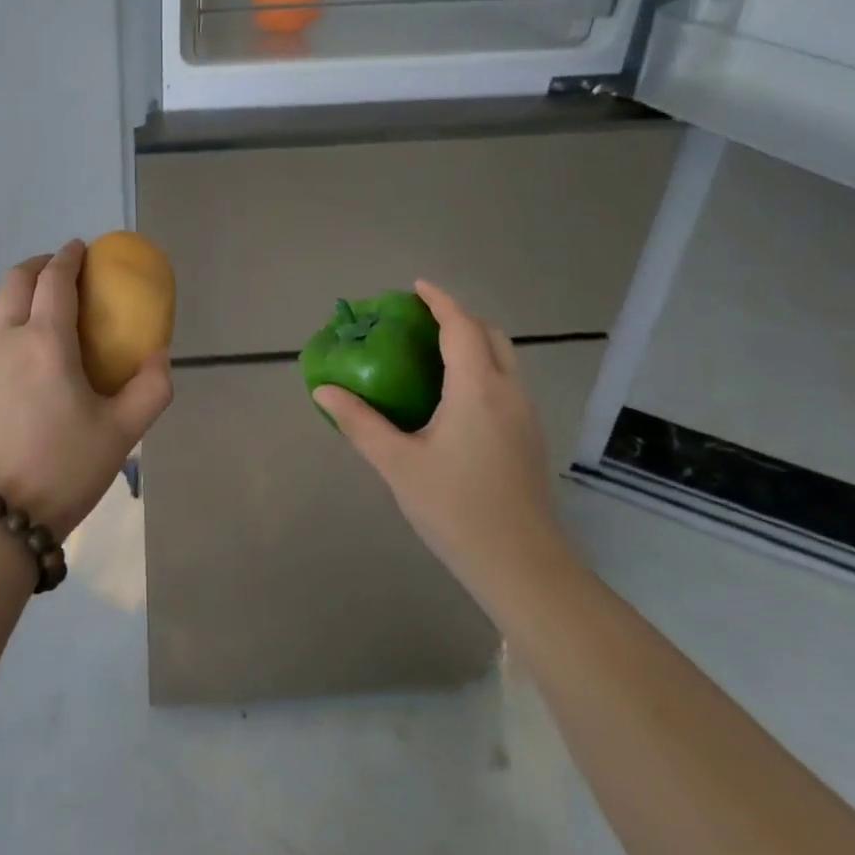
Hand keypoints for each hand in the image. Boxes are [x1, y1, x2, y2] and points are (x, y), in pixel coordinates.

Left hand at [0, 241, 173, 539]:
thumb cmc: (64, 468)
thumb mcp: (122, 432)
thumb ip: (151, 388)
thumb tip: (160, 356)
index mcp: (45, 342)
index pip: (54, 280)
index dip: (69, 257)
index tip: (82, 248)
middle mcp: (7, 340)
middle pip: (16, 281)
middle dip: (40, 265)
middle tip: (64, 270)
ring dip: (20, 289)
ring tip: (46, 302)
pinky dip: (10, 316)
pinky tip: (29, 346)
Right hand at [314, 279, 576, 607]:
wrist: (524, 568)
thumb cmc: (457, 510)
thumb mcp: (398, 465)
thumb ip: (360, 422)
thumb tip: (324, 389)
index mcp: (477, 390)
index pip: (461, 327)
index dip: (439, 301)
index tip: (416, 286)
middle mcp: (509, 393)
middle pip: (491, 335)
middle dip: (459, 316)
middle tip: (422, 318)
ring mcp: (526, 415)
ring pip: (504, 358)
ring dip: (473, 340)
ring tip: (434, 349)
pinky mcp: (530, 437)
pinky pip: (507, 381)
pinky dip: (482, 365)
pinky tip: (455, 393)